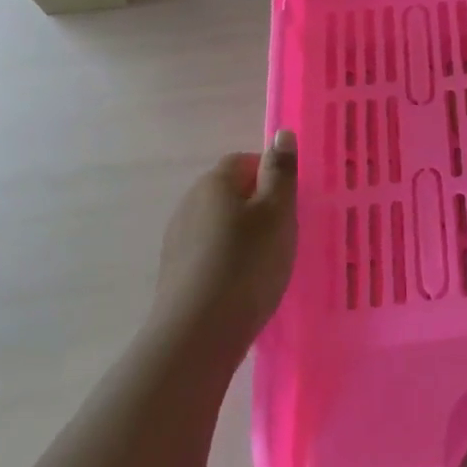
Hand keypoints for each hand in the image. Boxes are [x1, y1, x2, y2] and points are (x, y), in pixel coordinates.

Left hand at [155, 130, 298, 352]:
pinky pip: (210, 251)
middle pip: (230, 191)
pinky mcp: (175, 271)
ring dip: (243, 234)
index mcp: (214, 182)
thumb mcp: (277, 212)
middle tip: (286, 230)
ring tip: (269, 261)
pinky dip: (229, 259)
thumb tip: (280, 133)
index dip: (271, 175)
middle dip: (258, 205)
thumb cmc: (247, 264)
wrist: (197, 334)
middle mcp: (189, 203)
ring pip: (220, 223)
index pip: (244, 160)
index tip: (291, 202)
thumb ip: (281, 171)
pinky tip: (245, 283)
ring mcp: (178, 238)